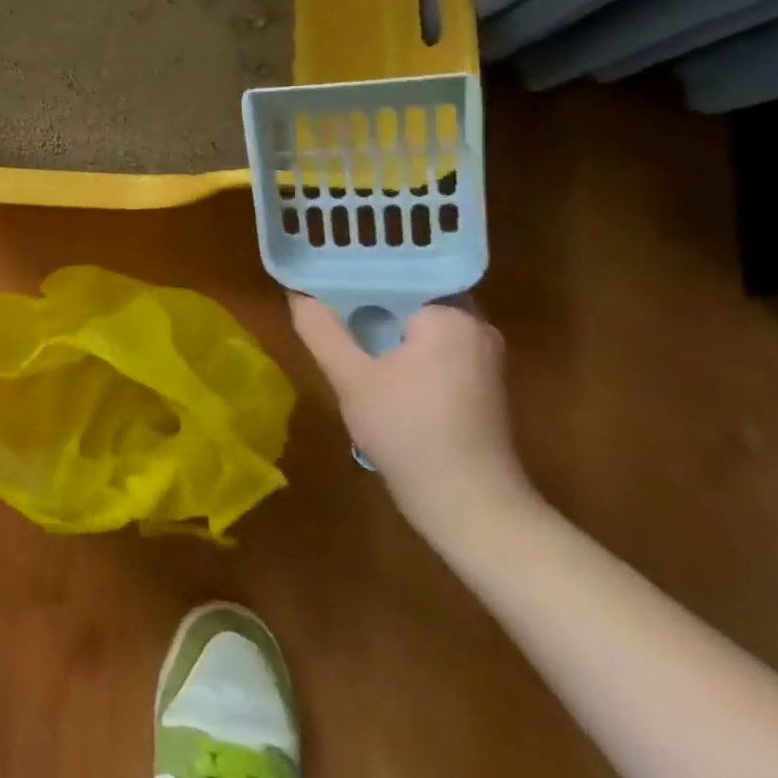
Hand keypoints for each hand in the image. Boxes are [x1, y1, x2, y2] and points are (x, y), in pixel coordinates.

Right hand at [290, 295, 534, 548]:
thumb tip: (297, 293)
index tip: (319, 271)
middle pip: (408, 293)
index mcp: (451, 315)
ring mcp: (481, 354)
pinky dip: (399, 342)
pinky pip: (430, 342)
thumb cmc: (409, 433)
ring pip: (418, 320)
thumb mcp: (351, 378)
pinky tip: (369, 355)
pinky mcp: (478, 380)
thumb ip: (320, 329)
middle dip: (365, 295)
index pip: (396, 272)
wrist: (470, 506)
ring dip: (380, 321)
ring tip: (336, 318)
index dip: (353, 271)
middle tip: (319, 293)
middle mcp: (475, 325)